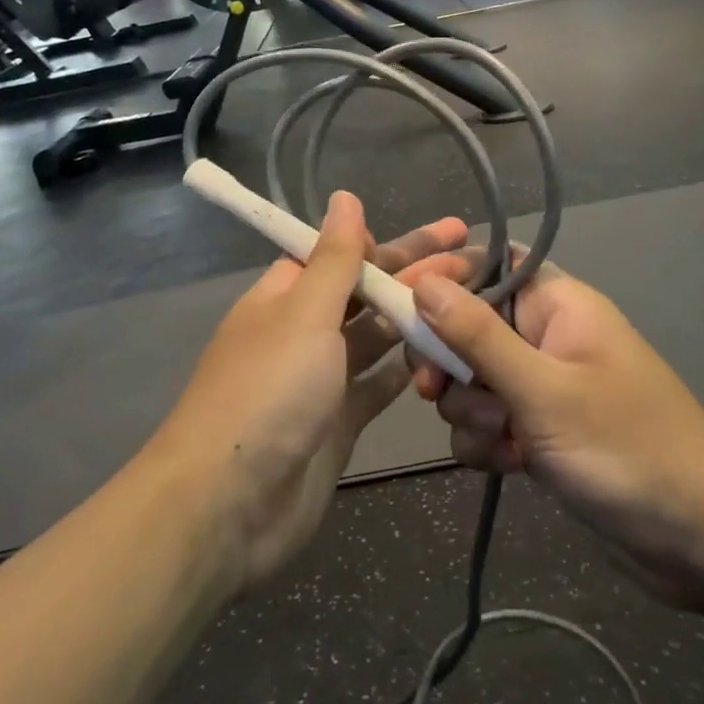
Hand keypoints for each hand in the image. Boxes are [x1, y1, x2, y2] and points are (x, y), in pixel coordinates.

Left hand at [154, 193, 470, 595]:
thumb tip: (345, 197)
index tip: (437, 236)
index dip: (386, 242)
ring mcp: (322, 379)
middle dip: (416, 274)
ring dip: (419, 317)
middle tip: (474, 259)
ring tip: (472, 298)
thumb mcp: (304, 313)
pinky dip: (409, 368)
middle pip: (367, 292)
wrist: (229, 505)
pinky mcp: (339, 422)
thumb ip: (335, 258)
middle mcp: (303, 331)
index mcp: (286, 296)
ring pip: (378, 336)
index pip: (340, 254)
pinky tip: (446, 352)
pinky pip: (380, 384)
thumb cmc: (267, 391)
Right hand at [410, 265, 703, 618]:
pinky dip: (487, 443)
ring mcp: (543, 387)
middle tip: (436, 390)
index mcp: (558, 305)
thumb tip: (424, 281)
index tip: (400, 303)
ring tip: (503, 442)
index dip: (441, 276)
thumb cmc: (628, 449)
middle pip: (467, 325)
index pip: (486, 264)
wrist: (703, 543)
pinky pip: (487, 422)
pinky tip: (512, 467)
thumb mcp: (544, 390)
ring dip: (470, 412)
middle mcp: (546, 337)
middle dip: (450, 362)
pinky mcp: (540, 432)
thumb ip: (478, 336)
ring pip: (472, 380)